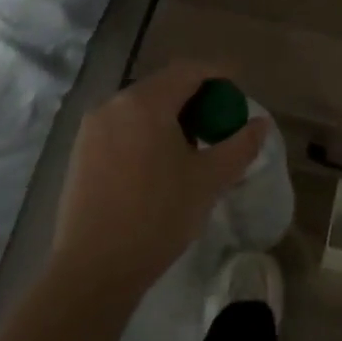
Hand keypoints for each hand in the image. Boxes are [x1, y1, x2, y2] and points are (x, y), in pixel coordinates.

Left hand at [49, 61, 268, 302]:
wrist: (93, 269)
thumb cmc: (157, 218)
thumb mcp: (209, 181)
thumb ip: (240, 146)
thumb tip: (261, 123)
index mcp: (146, 103)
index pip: (189, 71)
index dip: (218, 73)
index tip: (239, 84)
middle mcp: (114, 104)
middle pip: (163, 86)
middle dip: (195, 96)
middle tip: (219, 120)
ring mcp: (92, 127)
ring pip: (140, 107)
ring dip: (170, 114)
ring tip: (191, 144)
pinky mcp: (80, 150)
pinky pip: (122, 126)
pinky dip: (146, 130)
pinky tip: (158, 162)